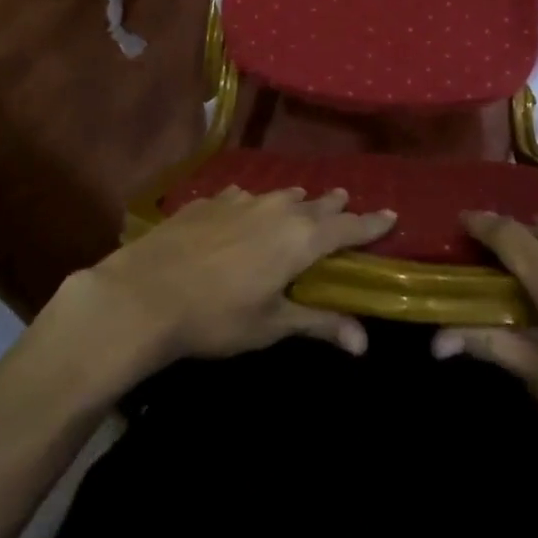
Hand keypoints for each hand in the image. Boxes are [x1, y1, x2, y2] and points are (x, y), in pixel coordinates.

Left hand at [55, 187, 396, 376]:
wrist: (146, 291)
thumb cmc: (217, 317)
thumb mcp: (270, 325)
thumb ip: (317, 323)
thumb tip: (363, 341)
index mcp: (300, 238)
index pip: (347, 226)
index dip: (370, 223)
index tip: (391, 214)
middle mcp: (277, 209)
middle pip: (315, 203)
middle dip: (333, 206)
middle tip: (345, 203)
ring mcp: (241, 199)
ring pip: (280, 195)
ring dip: (296, 201)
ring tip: (302, 203)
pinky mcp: (210, 200)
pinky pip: (244, 196)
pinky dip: (255, 204)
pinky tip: (245, 210)